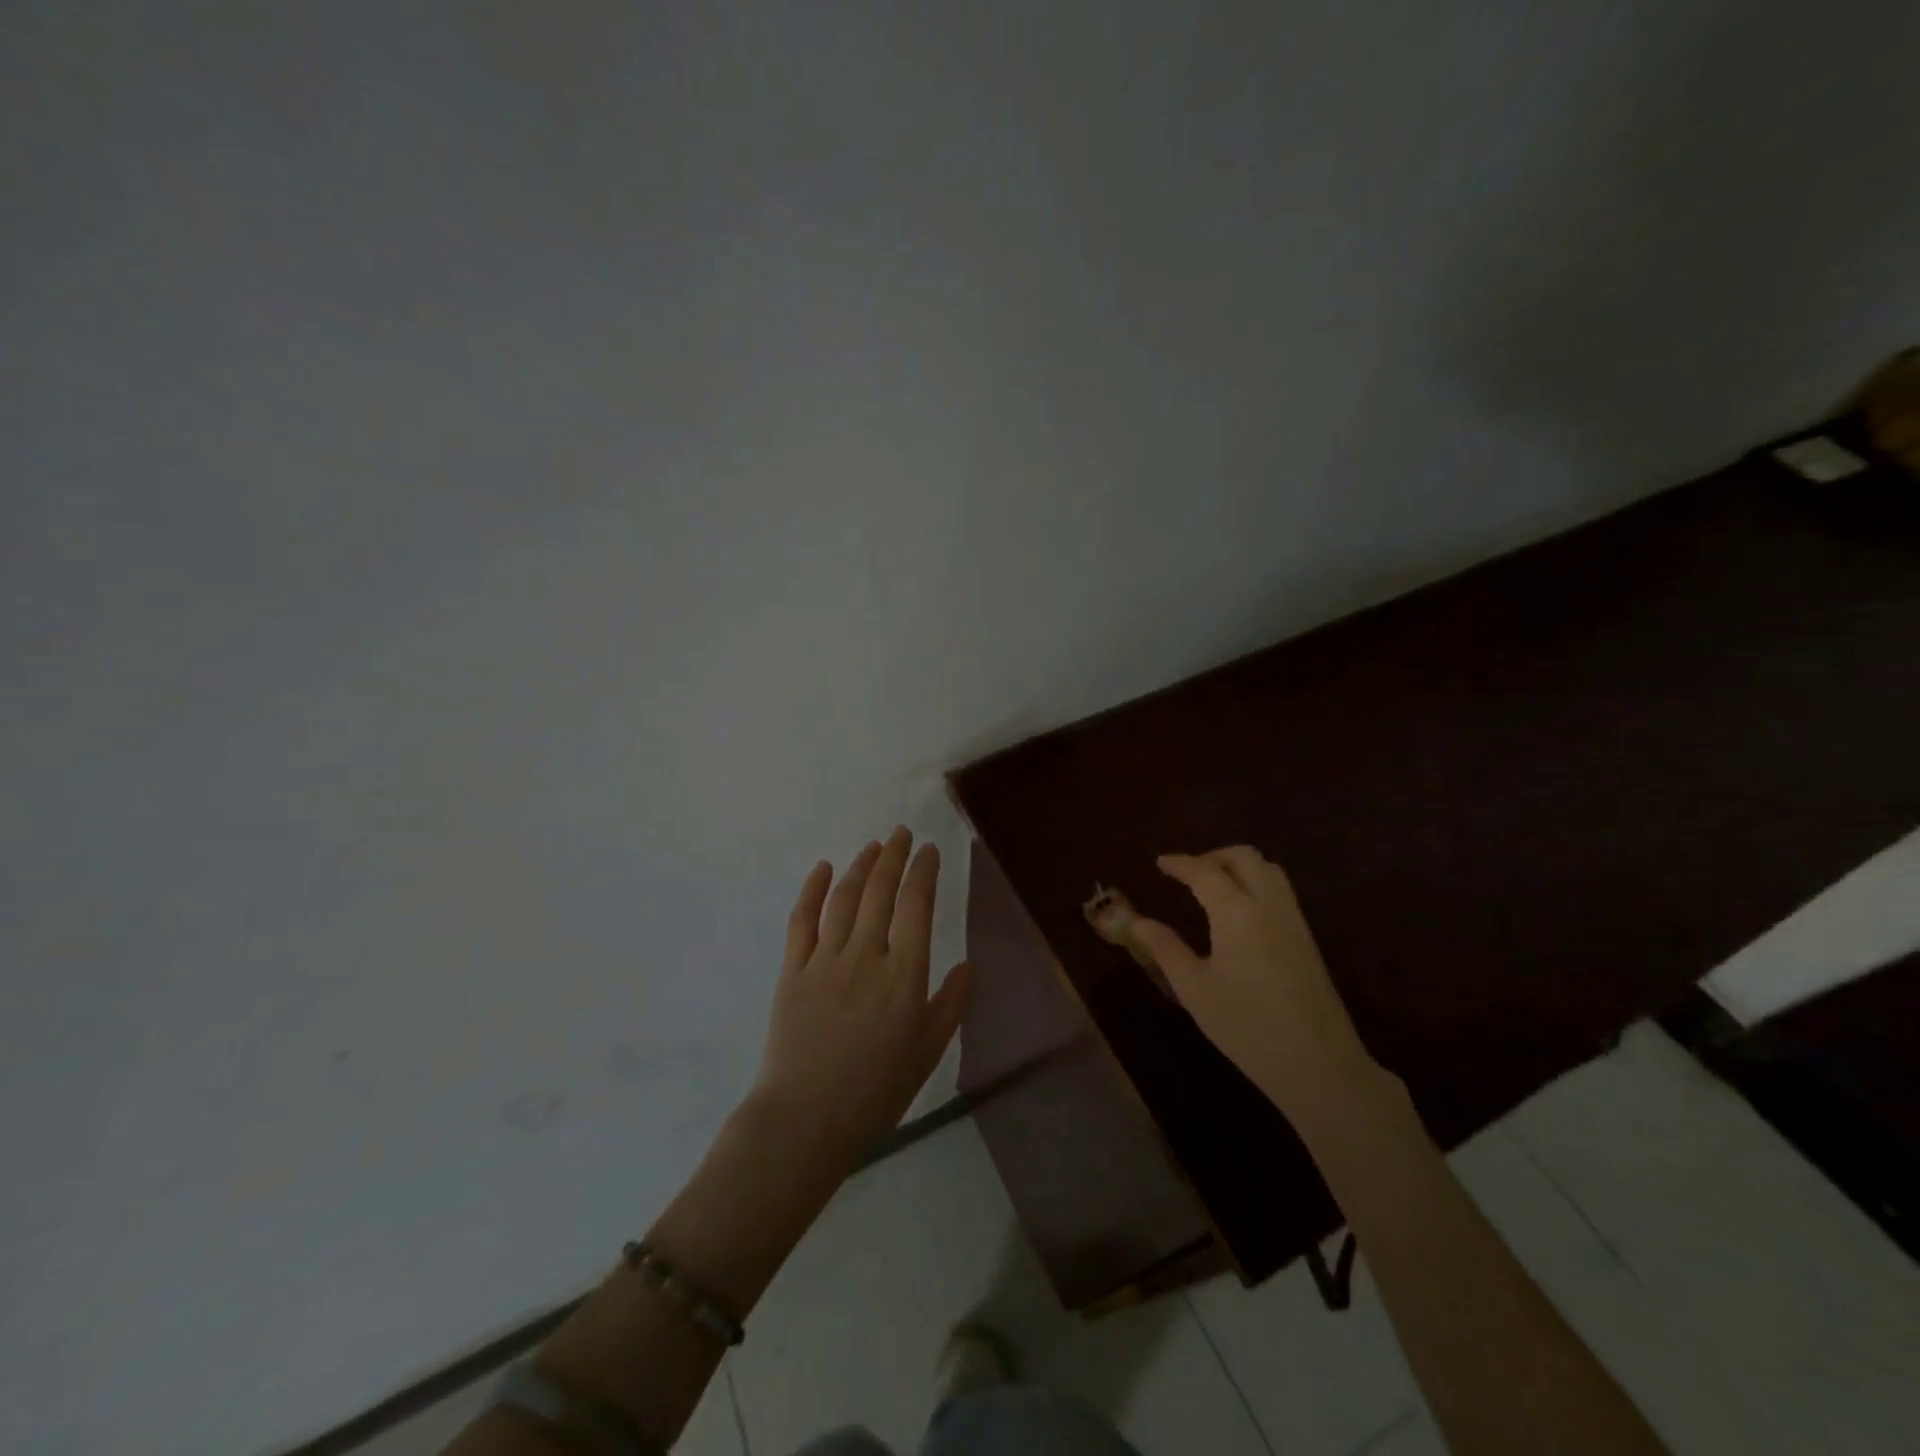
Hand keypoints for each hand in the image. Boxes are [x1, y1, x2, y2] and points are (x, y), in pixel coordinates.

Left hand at [751, 827, 972, 1174]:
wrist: (804, 1120)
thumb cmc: (875, 1092)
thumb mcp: (928, 1053)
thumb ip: (950, 1005)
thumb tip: (968, 964)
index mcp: (904, 975)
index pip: (916, 906)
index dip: (924, 872)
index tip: (930, 850)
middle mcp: (865, 955)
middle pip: (880, 892)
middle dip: (894, 857)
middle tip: (902, 833)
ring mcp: (824, 960)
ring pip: (844, 899)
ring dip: (860, 866)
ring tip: (873, 846)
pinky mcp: (792, 970)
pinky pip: (802, 920)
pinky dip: (811, 890)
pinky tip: (821, 868)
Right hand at [1129, 846, 1380, 1119]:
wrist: (1319, 1065)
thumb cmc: (1247, 1027)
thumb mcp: (1194, 990)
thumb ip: (1165, 949)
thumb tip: (1137, 921)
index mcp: (1236, 913)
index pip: (1204, 872)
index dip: (1180, 863)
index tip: (1160, 862)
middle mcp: (1268, 906)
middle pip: (1245, 858)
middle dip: (1213, 856)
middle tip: (1188, 873)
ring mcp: (1294, 921)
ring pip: (1269, 870)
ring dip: (1239, 866)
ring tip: (1214, 885)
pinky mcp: (1308, 940)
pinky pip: (1281, 892)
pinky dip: (1257, 883)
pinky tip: (1241, 911)